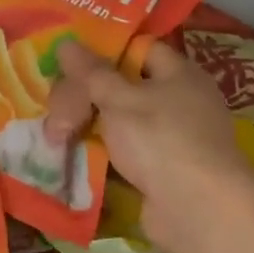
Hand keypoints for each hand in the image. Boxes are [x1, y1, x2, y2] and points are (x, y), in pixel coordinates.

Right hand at [49, 38, 253, 252]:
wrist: (198, 209)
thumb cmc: (162, 140)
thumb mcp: (120, 100)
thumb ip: (91, 73)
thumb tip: (66, 42)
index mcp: (179, 74)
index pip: (139, 49)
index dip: (104, 51)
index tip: (68, 61)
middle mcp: (180, 102)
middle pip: (125, 88)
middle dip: (88, 98)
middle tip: (55, 112)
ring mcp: (172, 140)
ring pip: (123, 124)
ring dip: (91, 129)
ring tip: (54, 135)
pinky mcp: (163, 172)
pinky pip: (126, 155)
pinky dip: (103, 156)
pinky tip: (74, 159)